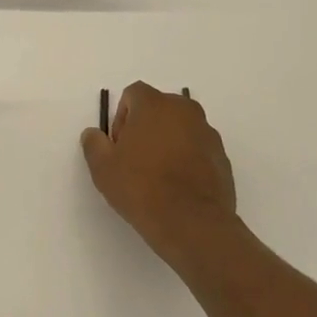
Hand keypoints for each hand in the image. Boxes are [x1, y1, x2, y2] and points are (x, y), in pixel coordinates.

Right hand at [81, 82, 236, 259]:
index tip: (119, 145)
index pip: (133, 94)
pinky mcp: (222, 157)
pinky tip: (177, 186)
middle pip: (159, 108)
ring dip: (168, 142)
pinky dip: (187, 158)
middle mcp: (184, 111)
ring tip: (158, 175)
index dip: (121, 116)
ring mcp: (208, 133)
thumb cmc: (141, 187)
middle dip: (145, 126)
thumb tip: (93, 134)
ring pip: (181, 128)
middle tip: (135, 158)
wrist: (192, 223)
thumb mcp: (103, 167)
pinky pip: (198, 148)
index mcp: (154, 105)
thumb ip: (94, 144)